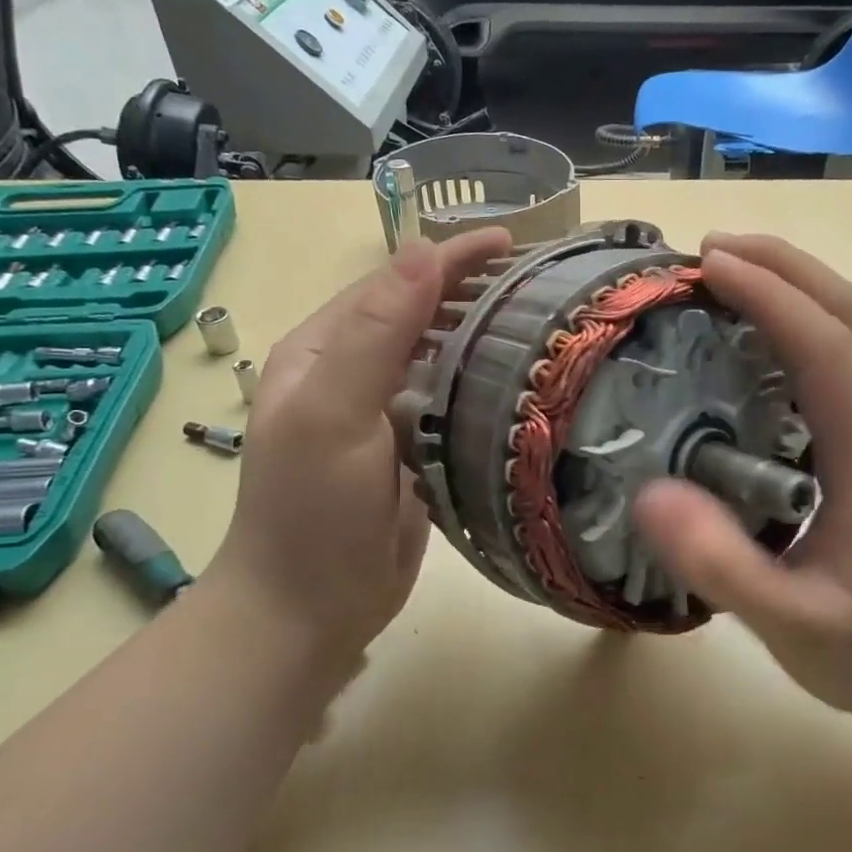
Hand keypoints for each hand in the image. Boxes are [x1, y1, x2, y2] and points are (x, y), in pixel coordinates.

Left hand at [201, 229, 510, 664]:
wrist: (308, 609)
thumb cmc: (312, 510)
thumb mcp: (332, 412)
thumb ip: (375, 332)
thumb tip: (423, 250)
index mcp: (324, 351)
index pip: (394, 283)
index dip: (449, 258)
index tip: (512, 242)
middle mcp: (352, 373)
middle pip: (420, 313)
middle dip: (472, 289)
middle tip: (540, 281)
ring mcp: (383, 414)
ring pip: (440, 356)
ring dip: (483, 332)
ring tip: (542, 321)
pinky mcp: (410, 451)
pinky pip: (452, 401)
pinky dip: (484, 382)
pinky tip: (522, 381)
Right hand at [633, 234, 851, 729]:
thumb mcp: (790, 626)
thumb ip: (722, 567)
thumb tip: (649, 494)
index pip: (825, 349)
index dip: (770, 295)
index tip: (709, 264)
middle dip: (785, 265)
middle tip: (711, 248)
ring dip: (799, 283)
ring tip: (732, 270)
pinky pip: (848, 356)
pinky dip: (805, 319)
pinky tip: (762, 333)